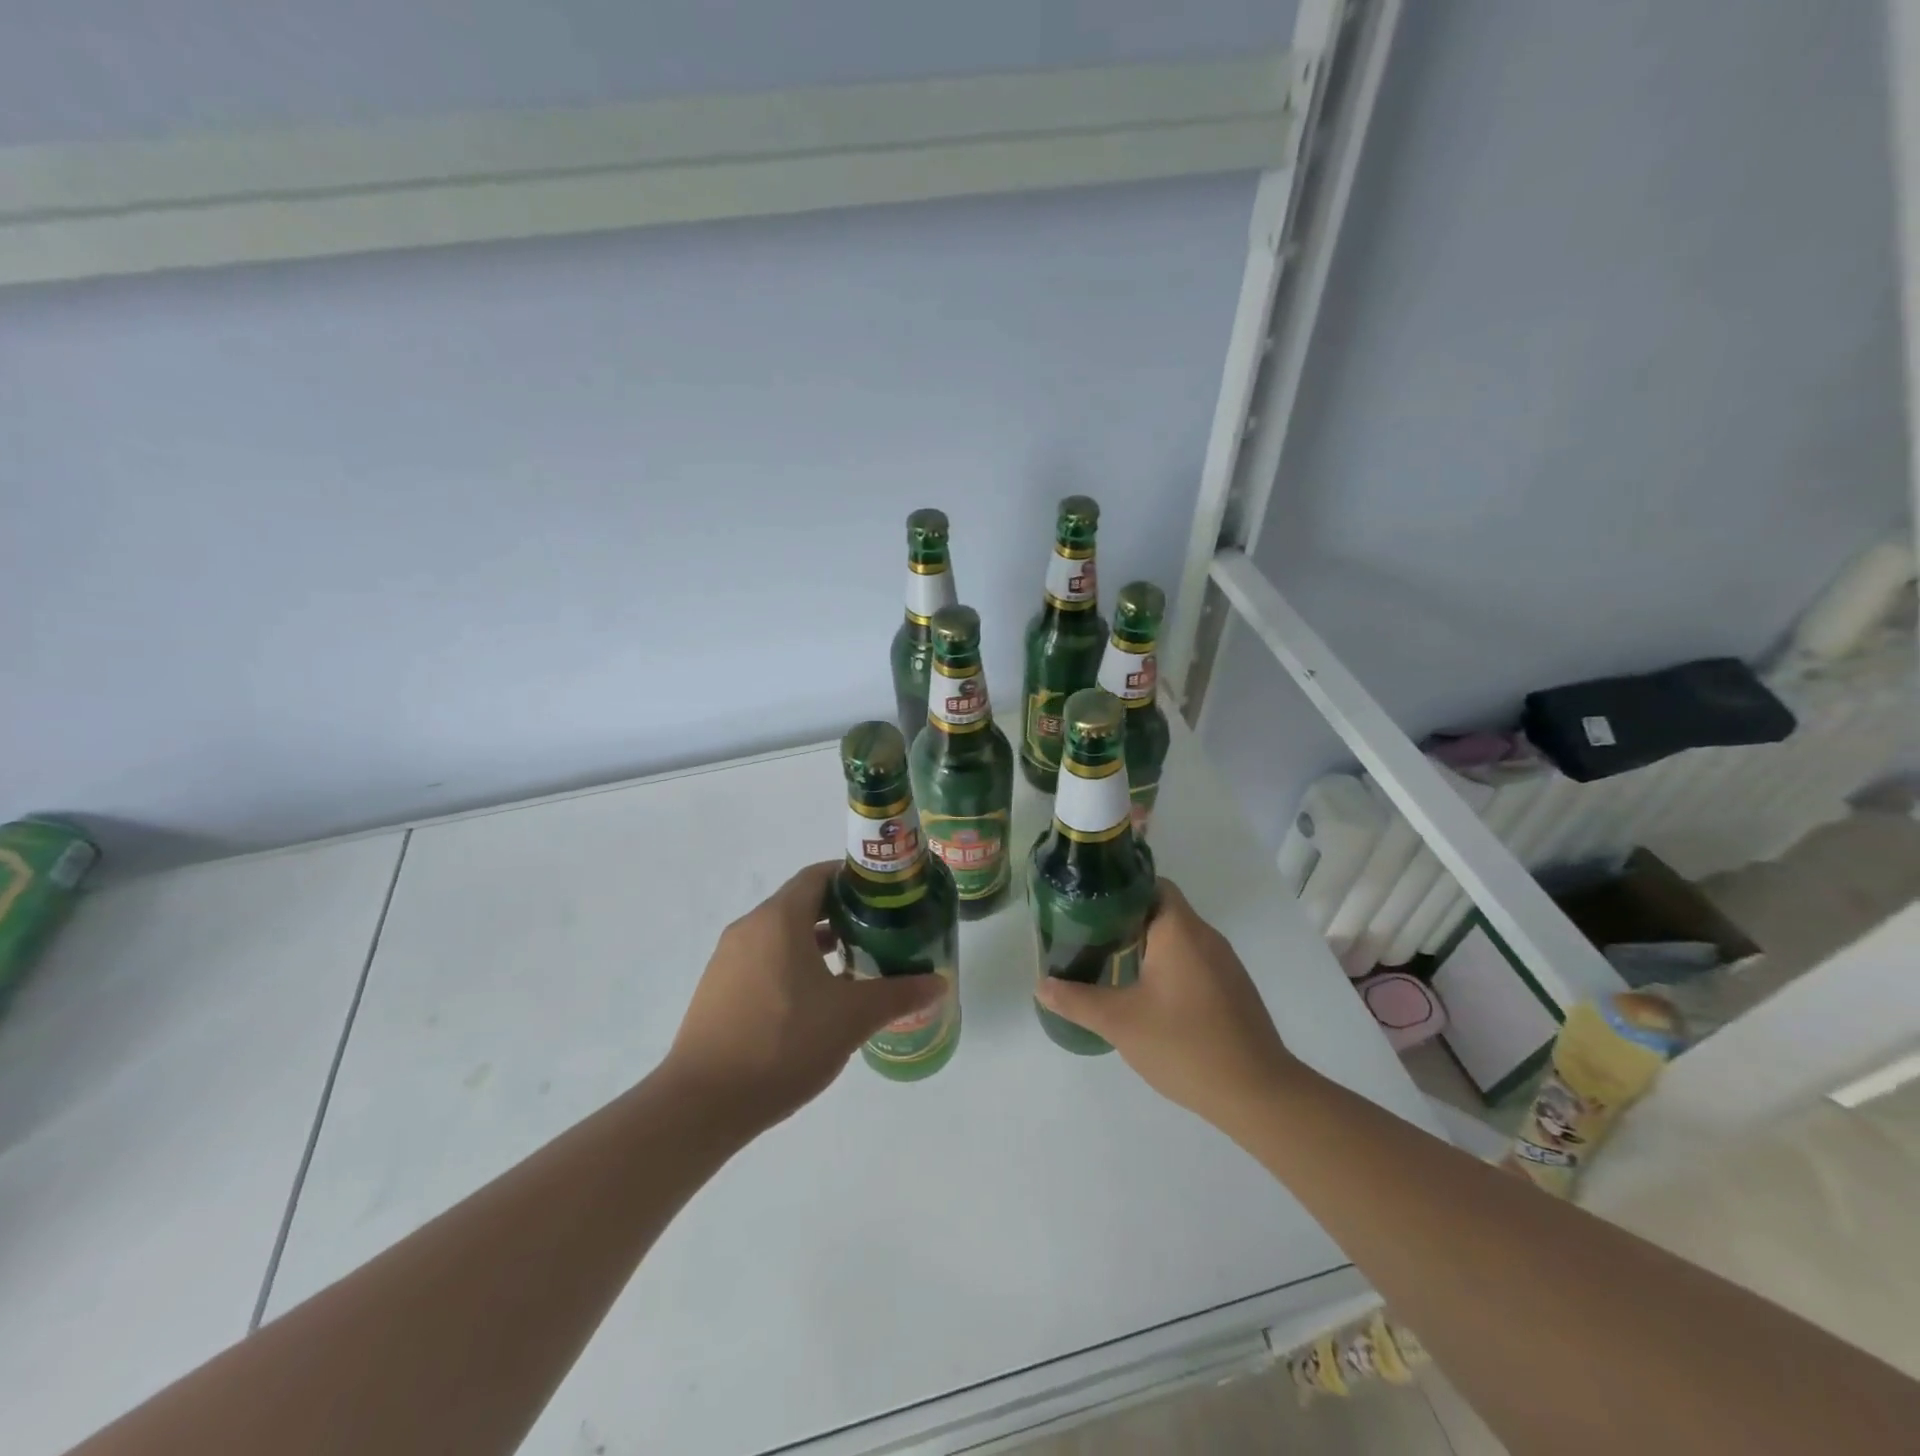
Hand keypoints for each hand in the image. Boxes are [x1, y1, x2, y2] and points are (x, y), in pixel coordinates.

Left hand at [663, 861, 946, 1131]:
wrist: (702, 1104)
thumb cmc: (782, 1044)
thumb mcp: (851, 1018)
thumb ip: (898, 995)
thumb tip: (938, 983)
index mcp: (779, 919)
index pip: (818, 876)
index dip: (852, 879)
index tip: (884, 896)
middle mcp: (749, 928)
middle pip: (800, 903)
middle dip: (840, 912)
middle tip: (878, 930)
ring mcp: (727, 959)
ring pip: (780, 934)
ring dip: (815, 941)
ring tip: (852, 964)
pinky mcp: (717, 989)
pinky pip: (762, 959)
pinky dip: (791, 963)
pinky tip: (813, 1000)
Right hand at [1035, 880, 1297, 1134]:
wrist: (1258, 1094)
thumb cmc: (1185, 1045)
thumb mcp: (1120, 1022)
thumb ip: (1076, 1000)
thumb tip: (1041, 985)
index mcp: (1180, 930)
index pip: (1150, 884)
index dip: (1118, 890)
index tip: (1087, 906)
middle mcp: (1205, 936)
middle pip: (1161, 909)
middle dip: (1124, 920)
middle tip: (1089, 938)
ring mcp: (1224, 963)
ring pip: (1178, 937)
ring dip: (1146, 944)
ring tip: (1110, 964)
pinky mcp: (1232, 988)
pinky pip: (1193, 959)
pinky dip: (1168, 965)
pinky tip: (1148, 995)